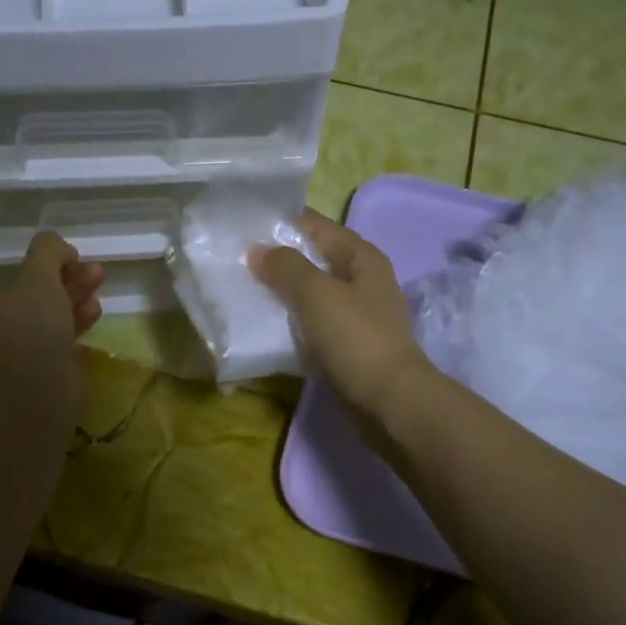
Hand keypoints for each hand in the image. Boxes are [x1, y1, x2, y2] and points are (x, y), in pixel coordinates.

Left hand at [0, 233, 102, 429]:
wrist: (34, 392)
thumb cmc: (28, 326)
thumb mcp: (38, 276)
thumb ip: (47, 253)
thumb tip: (57, 243)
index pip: (14, 285)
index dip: (46, 269)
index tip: (74, 261)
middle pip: (35, 305)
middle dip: (67, 286)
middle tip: (96, 273)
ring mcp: (16, 364)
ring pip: (50, 328)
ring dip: (75, 307)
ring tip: (99, 295)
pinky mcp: (41, 383)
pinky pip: (60, 350)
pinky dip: (76, 331)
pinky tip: (94, 318)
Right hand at [250, 210, 435, 431]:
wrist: (388, 400)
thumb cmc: (355, 337)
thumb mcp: (316, 293)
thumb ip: (286, 267)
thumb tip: (258, 250)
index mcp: (362, 258)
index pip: (317, 226)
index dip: (282, 224)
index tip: (243, 230)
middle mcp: (362, 281)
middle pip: (314, 260)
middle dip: (278, 261)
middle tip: (237, 264)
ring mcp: (357, 315)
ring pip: (312, 295)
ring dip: (283, 295)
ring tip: (245, 293)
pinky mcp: (348, 345)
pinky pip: (314, 325)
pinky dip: (292, 324)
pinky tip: (267, 328)